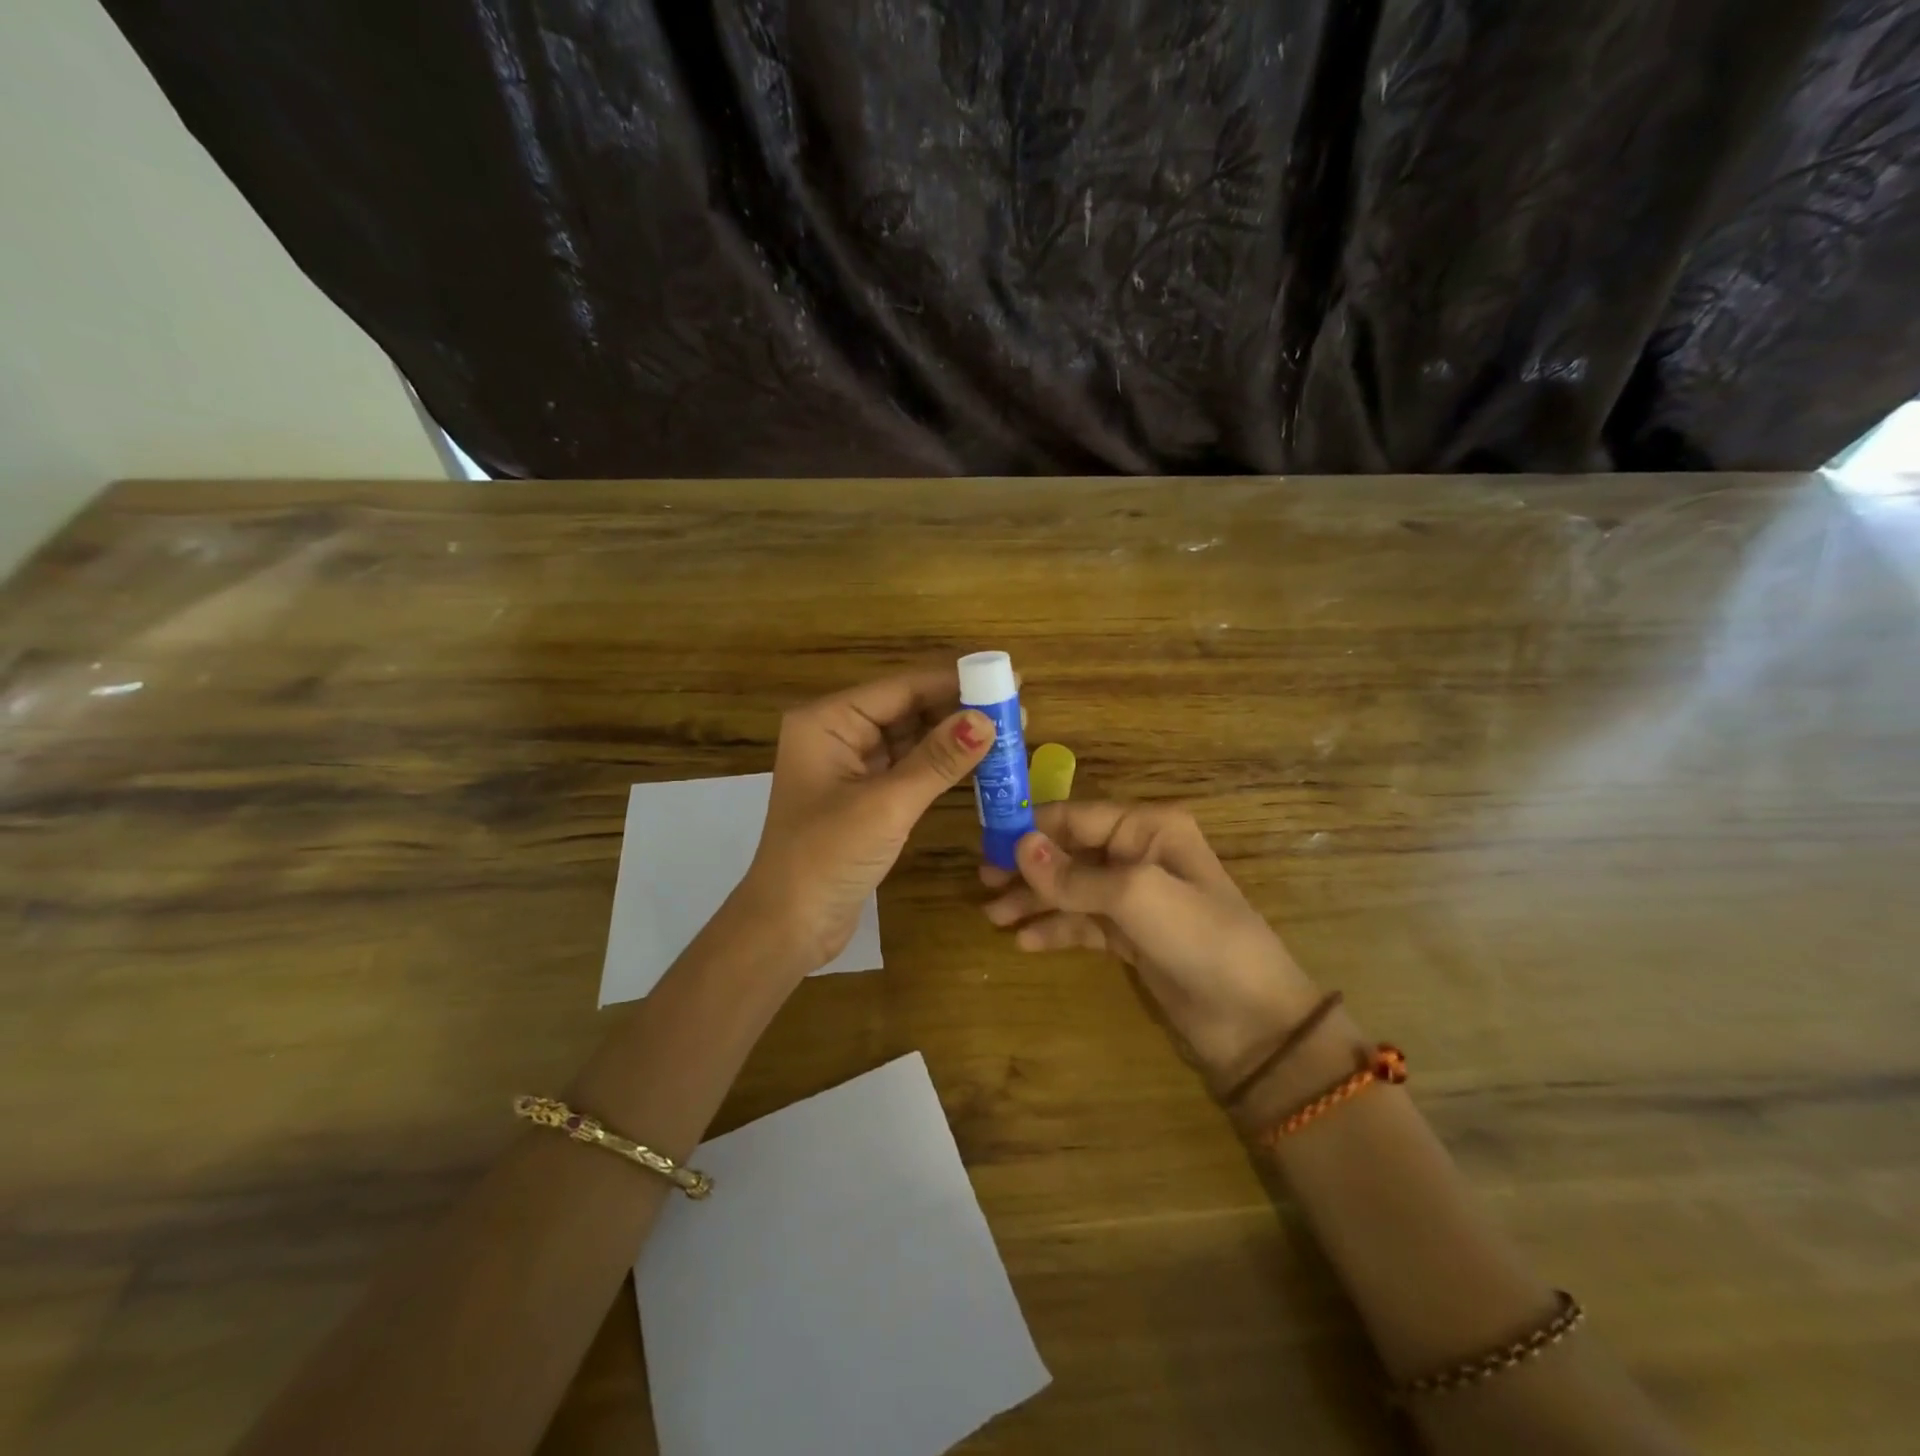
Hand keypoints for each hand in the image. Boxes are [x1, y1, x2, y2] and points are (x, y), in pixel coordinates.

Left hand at [743, 669, 995, 972]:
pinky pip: (909, 767)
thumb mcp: (886, 805)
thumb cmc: (827, 857)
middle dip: (959, 708)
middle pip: (908, 708)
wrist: (789, 926)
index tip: (1007, 678)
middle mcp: (837, 733)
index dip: (955, 681)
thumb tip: (987, 720)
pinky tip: (980, 762)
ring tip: (1009, 732)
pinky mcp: (865, 796)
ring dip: (954, 737)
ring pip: (912, 738)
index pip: (901, 687)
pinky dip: (942, 765)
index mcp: (828, 721)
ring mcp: (851, 766)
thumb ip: (938, 760)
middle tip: (1015, 710)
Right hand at [980, 802, 1316, 1085]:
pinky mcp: (1131, 936)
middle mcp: (1140, 853)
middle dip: (1028, 867)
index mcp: (1148, 828)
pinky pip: (1083, 923)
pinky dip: (1055, 929)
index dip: (1031, 829)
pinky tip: (1024, 942)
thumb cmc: (1199, 939)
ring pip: (1072, 889)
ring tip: (993, 917)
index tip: (985, 844)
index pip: (1076, 816)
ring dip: (1034, 900)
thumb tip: (1017, 847)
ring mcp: (1135, 897)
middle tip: (982, 884)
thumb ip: (1074, 875)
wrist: (1253, 1021)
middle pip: (1070, 851)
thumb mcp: (1135, 897)